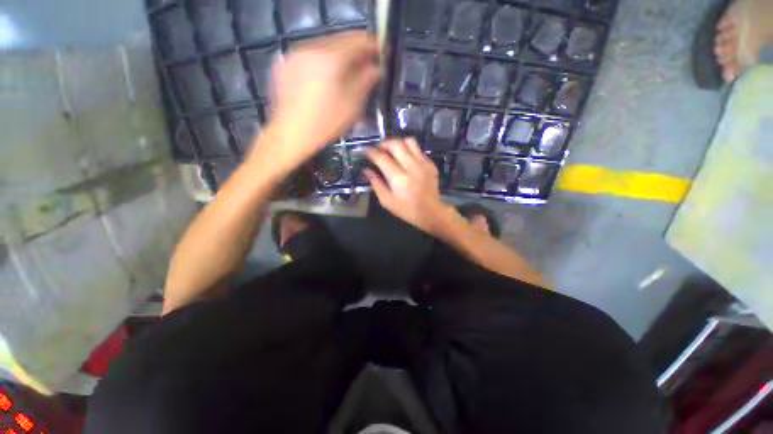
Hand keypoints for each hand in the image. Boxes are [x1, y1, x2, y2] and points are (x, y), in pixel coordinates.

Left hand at [253, 31, 380, 171]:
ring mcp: (294, 54)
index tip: (381, 51)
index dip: (371, 45)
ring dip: (338, 54)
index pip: (356, 41)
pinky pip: (309, 55)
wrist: (291, 134)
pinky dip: (322, 60)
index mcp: (330, 58)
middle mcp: (310, 48)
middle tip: (366, 62)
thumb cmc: (326, 123)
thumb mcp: (352, 106)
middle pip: (339, 40)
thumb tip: (376, 68)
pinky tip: (325, 76)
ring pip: (323, 46)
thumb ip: (366, 82)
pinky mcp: (284, 63)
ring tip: (346, 69)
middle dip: (355, 49)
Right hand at [365, 138, 452, 234]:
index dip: (372, 152)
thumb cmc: (406, 209)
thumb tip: (366, 170)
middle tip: (379, 149)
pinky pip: (418, 149)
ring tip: (393, 151)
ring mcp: (423, 164)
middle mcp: (411, 167)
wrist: (430, 212)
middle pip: (396, 144)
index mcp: (399, 178)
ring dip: (398, 143)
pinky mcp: (430, 164)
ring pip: (409, 141)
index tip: (367, 150)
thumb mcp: (386, 201)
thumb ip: (376, 184)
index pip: (382, 158)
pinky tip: (405, 159)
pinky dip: (409, 150)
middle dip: (384, 143)